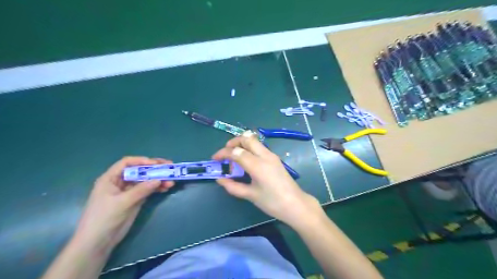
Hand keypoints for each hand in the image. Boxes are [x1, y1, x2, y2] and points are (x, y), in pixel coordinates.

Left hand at [73, 157, 173, 252]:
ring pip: (146, 180)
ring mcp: (129, 191)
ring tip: (171, 181)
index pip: (127, 163)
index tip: (156, 164)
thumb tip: (159, 179)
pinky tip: (166, 188)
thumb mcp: (122, 202)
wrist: (98, 242)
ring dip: (158, 179)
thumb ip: (141, 190)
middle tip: (170, 167)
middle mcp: (120, 182)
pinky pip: (148, 190)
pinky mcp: (135, 199)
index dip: (142, 161)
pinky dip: (157, 188)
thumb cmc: (104, 218)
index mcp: (111, 178)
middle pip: (139, 170)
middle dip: (154, 169)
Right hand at [211, 132, 320, 227]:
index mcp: (257, 165)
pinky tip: (246, 161)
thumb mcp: (250, 195)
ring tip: (235, 157)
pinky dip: (249, 148)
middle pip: (247, 138)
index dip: (223, 153)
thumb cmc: (272, 202)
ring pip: (254, 140)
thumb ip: (233, 186)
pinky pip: (259, 147)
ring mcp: (272, 155)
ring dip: (242, 144)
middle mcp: (265, 155)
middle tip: (226, 152)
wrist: (295, 204)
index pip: (236, 152)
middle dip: (233, 142)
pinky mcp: (275, 158)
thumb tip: (219, 179)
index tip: (215, 158)